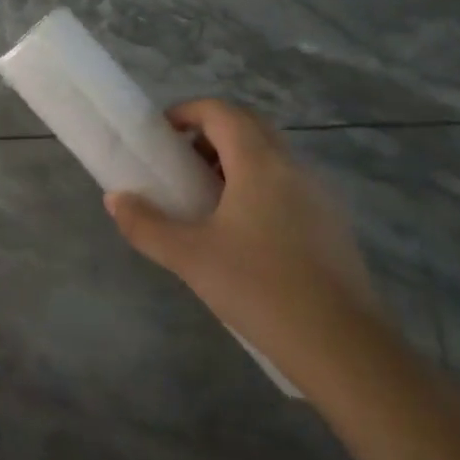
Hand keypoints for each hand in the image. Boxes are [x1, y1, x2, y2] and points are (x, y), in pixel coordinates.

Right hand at [105, 100, 382, 382]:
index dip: (187, 112)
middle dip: (211, 133)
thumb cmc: (260, 288)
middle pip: (249, 126)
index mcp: (259, 163)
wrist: (344, 348)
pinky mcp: (334, 225)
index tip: (161, 134)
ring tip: (207, 200)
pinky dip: (260, 186)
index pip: (221, 112)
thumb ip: (146, 225)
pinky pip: (290, 184)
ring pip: (272, 156)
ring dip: (236, 160)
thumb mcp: (190, 257)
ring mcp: (320, 196)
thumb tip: (115, 199)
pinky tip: (245, 233)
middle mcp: (293, 167)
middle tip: (181, 163)